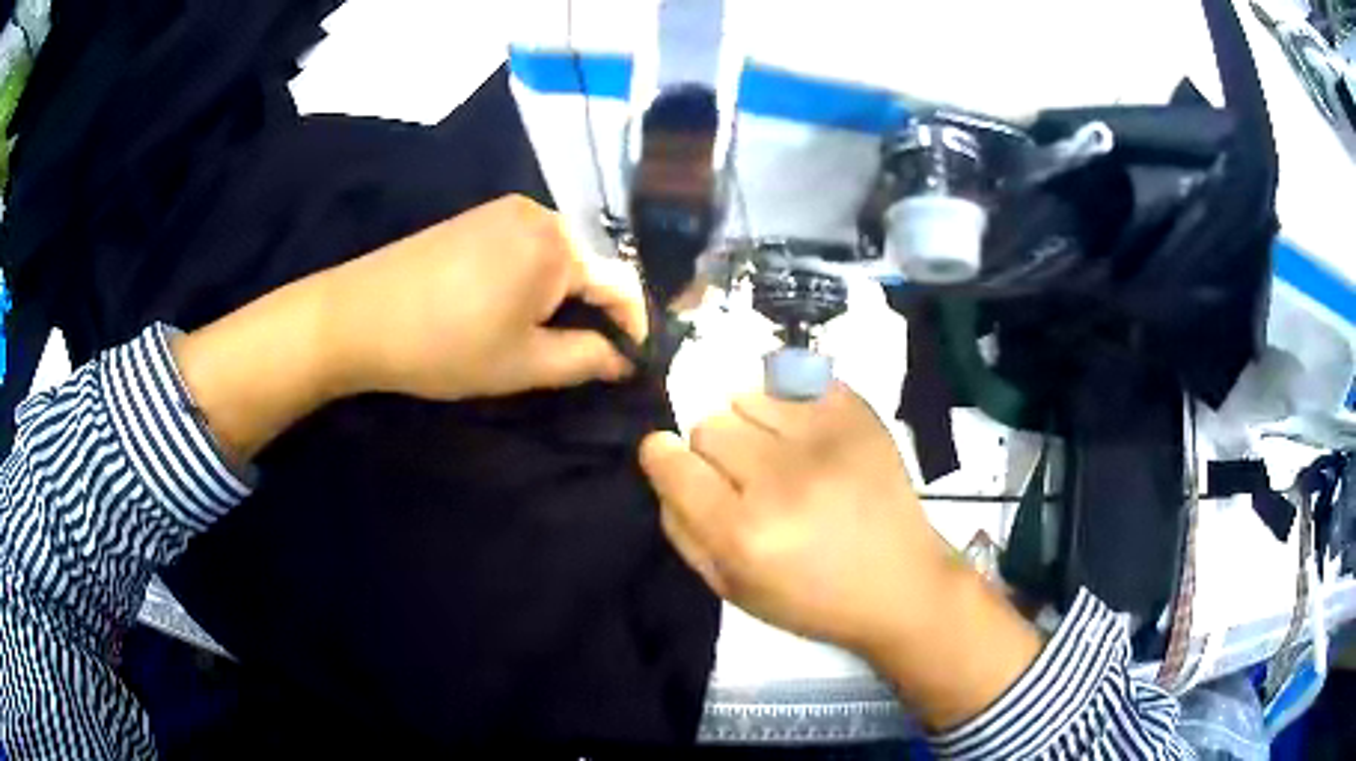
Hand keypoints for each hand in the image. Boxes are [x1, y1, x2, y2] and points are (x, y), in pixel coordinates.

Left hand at [323, 194, 645, 400]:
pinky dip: (533, 276)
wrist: (358, 316)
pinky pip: (526, 244)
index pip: (622, 283)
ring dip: (562, 293)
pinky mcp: (476, 216)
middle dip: (594, 309)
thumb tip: (624, 359)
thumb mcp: (523, 364)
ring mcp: (503, 209)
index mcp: (559, 245)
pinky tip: (511, 305)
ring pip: (557, 254)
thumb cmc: (446, 345)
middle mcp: (539, 213)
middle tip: (586, 353)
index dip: (635, 325)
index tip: (633, 361)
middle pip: (589, 263)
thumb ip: (587, 359)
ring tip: (546, 333)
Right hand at [639, 384, 1042, 729]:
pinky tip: (807, 436)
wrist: (902, 584)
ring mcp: (826, 439)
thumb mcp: (731, 589)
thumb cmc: (812, 600)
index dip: (663, 457)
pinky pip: (795, 380)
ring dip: (750, 423)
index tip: (674, 462)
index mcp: (744, 533)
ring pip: (747, 395)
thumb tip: (664, 466)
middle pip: (709, 423)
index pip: (671, 460)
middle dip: (713, 449)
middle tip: (744, 477)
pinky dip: (789, 402)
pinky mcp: (859, 415)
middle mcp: (782, 478)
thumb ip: (682, 529)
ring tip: (779, 454)